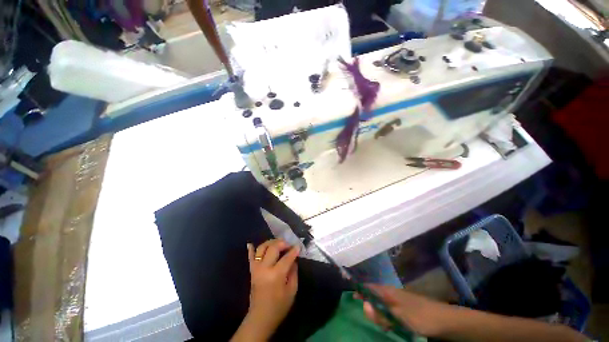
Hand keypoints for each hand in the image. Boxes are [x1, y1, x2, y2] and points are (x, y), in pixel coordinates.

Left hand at [245, 239, 299, 335]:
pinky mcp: (251, 271)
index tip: (298, 246)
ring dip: (270, 242)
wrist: (260, 318)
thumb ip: (293, 272)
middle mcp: (265, 268)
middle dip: (282, 243)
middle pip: (273, 248)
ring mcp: (256, 269)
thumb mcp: (292, 291)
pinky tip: (250, 243)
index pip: (287, 257)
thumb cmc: (279, 306)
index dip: (294, 251)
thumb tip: (293, 259)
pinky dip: (250, 249)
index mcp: (276, 275)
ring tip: (278, 243)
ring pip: (262, 248)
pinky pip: (250, 257)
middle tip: (289, 244)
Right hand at [359, 284, 454, 336]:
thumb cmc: (419, 316)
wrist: (443, 320)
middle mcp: (391, 293)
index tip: (354, 298)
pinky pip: (389, 311)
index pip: (369, 286)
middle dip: (371, 308)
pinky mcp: (403, 308)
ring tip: (386, 326)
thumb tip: (364, 304)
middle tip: (378, 321)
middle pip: (374, 297)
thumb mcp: (397, 316)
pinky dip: (387, 318)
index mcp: (387, 291)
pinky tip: (392, 326)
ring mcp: (398, 300)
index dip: (360, 290)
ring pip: (381, 305)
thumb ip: (380, 311)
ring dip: (380, 316)